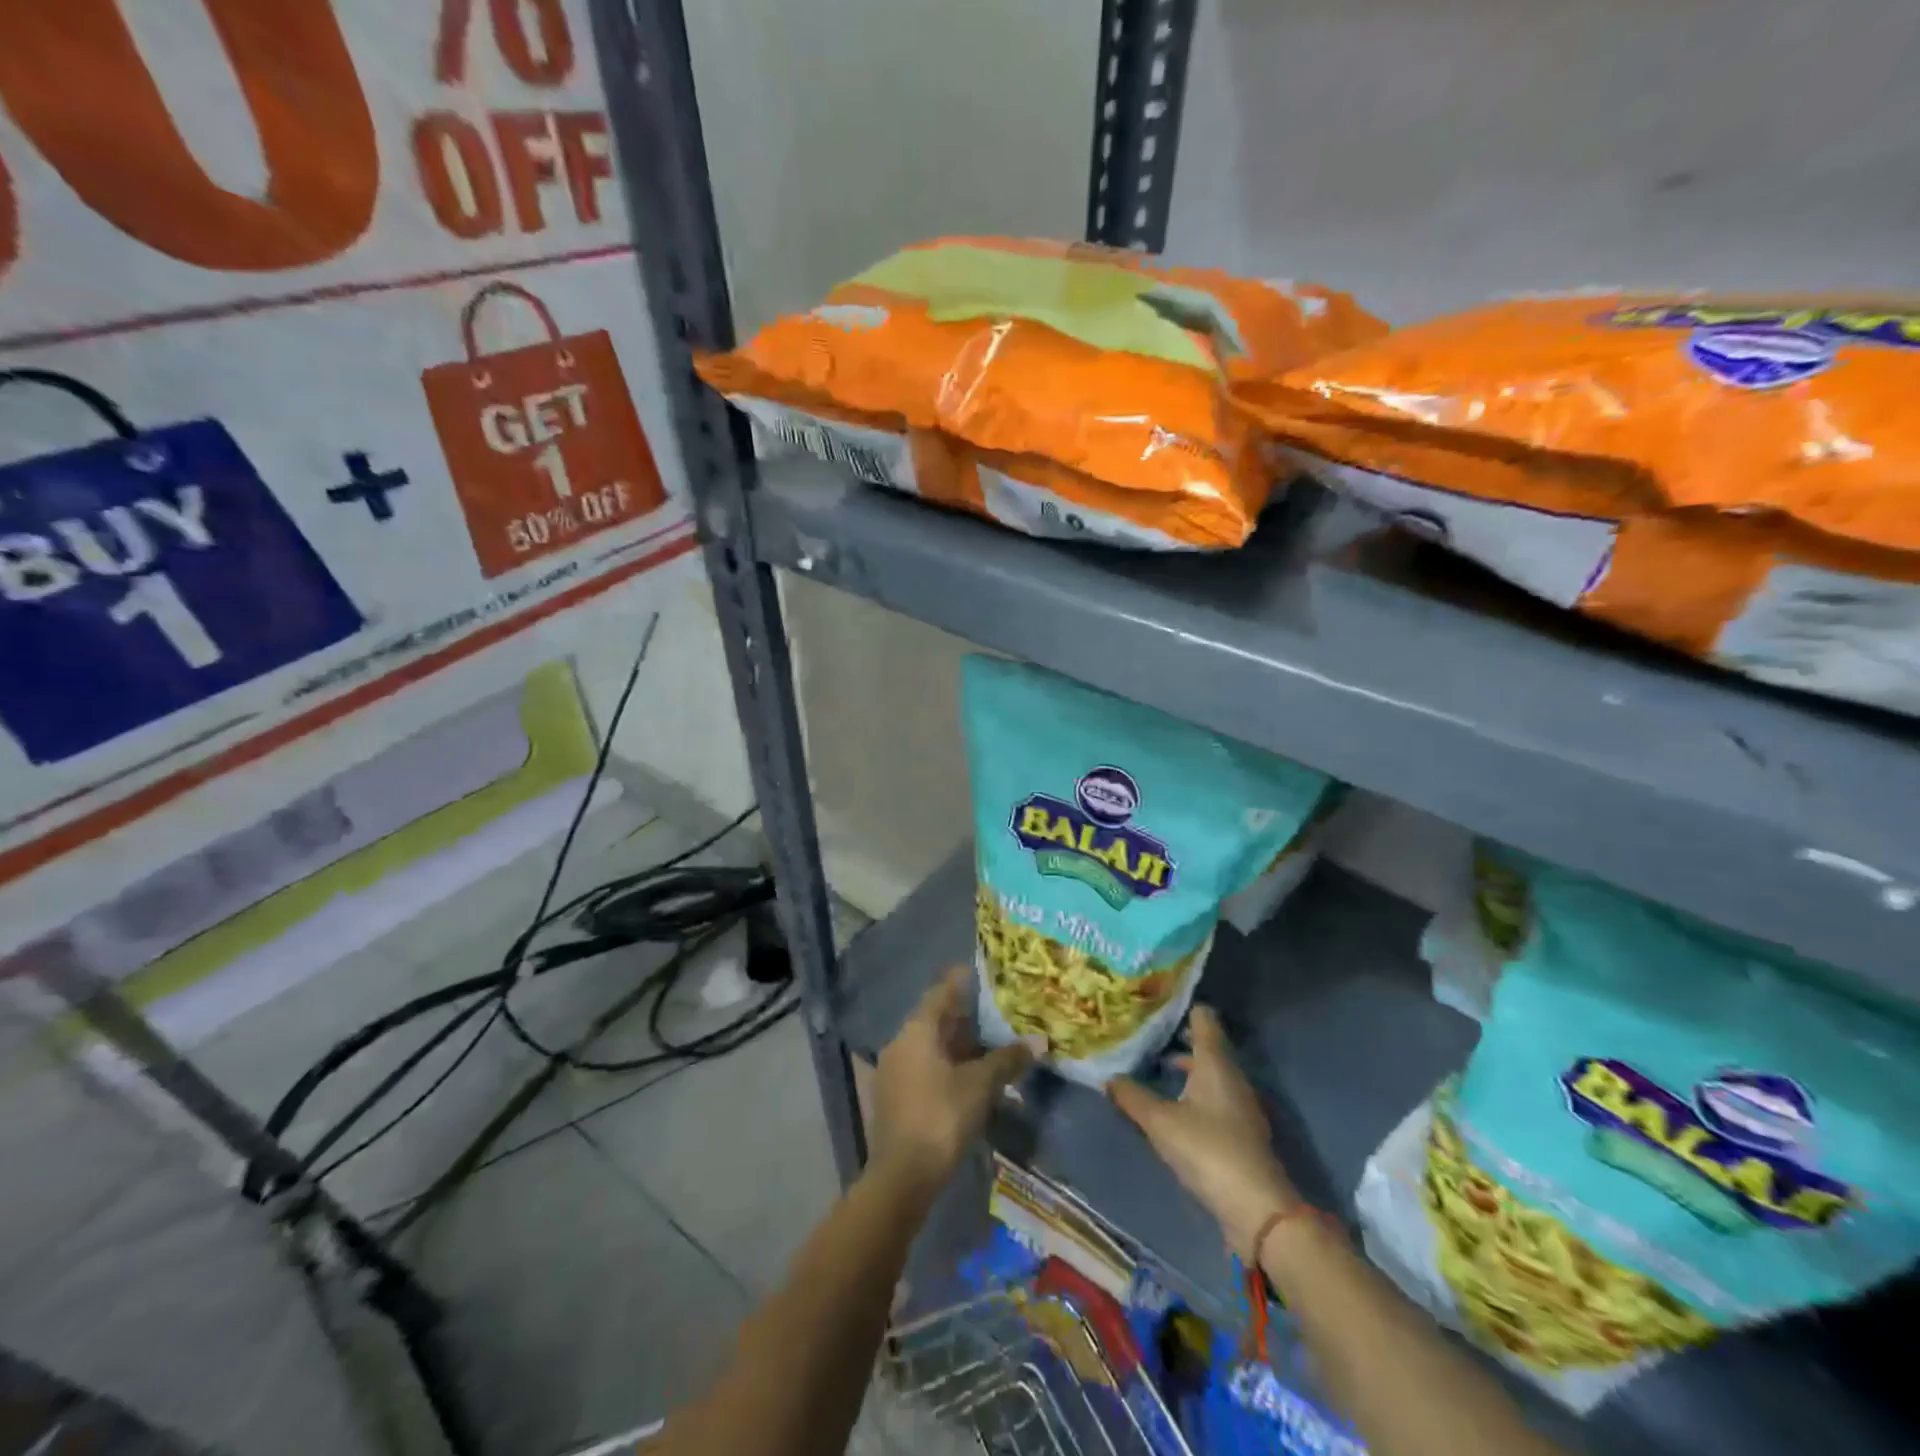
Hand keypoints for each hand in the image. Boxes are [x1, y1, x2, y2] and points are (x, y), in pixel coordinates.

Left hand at [871, 966, 1033, 1191]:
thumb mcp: (980, 1085)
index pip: (940, 993)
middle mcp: (899, 1043)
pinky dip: (944, 1065)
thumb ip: (1007, 1059)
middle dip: (961, 1016)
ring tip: (985, 1044)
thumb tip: (1039, 1041)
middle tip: (991, 1010)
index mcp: (916, 1030)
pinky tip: (965, 1076)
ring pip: (928, 1046)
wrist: (902, 1175)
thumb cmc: (942, 1116)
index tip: (977, 971)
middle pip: (933, 1020)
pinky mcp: (894, 1097)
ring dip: (954, 1044)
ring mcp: (893, 1071)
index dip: (959, 982)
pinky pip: (922, 1068)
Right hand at [1108, 1006, 1299, 1261]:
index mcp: (1215, 1063)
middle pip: (1208, 1046)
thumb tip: (1109, 1077)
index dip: (1184, 1008)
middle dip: (1180, 1040)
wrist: (1256, 1208)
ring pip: (1212, 1074)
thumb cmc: (1207, 1150)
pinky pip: (1216, 1098)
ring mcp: (1241, 1105)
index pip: (1204, 1019)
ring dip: (1188, 1069)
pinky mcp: (1243, 1131)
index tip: (1158, 1003)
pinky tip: (1177, 1106)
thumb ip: (1133, 1097)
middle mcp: (1232, 1076)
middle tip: (1148, 1035)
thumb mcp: (1160, 1122)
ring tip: (1157, 1069)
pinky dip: (1196, 1092)